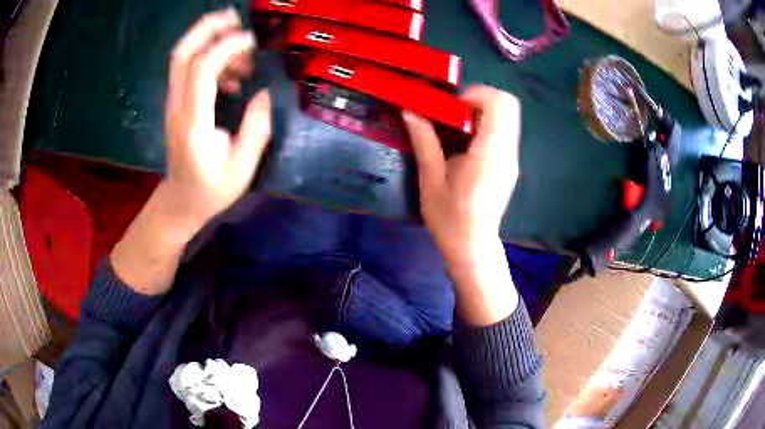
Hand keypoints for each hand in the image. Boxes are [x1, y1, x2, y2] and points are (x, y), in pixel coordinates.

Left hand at [164, 8, 270, 233]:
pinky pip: (189, 69)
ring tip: (243, 54)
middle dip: (206, 28)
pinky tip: (231, 74)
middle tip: (235, 18)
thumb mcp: (242, 168)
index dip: (226, 46)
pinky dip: (210, 58)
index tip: (252, 42)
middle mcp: (178, 106)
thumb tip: (266, 91)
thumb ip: (257, 128)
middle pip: (181, 53)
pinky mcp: (177, 102)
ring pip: (182, 57)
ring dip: (211, 42)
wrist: (180, 201)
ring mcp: (174, 103)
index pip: (202, 69)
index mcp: (193, 122)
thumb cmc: (210, 189)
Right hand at [403, 86, 520, 324]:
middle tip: (453, 110)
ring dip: (482, 110)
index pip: (499, 105)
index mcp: (489, 154)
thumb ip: (424, 141)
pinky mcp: (509, 163)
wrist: (472, 246)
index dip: (476, 94)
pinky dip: (486, 123)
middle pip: (508, 104)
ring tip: (456, 124)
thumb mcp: (431, 179)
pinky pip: (504, 130)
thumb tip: (410, 110)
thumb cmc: (449, 218)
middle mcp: (507, 151)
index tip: (452, 105)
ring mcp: (511, 158)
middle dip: (480, 97)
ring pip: (507, 116)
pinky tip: (465, 140)